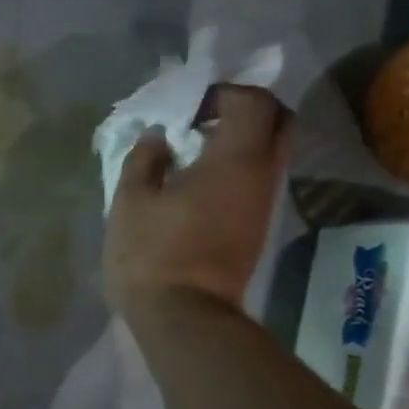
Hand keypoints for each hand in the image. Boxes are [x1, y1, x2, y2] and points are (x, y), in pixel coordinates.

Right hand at [103, 84, 290, 312]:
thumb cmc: (152, 253)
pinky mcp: (257, 226)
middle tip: (202, 120)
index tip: (187, 107)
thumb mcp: (130, 201)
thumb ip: (143, 159)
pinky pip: (258, 177)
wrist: (184, 315)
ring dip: (240, 140)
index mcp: (236, 159)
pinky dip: (237, 166)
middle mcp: (263, 174)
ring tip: (193, 152)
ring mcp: (264, 202)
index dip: (222, 93)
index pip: (253, 101)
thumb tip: (157, 137)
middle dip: (245, 110)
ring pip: (271, 151)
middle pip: (278, 121)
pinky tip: (197, 182)